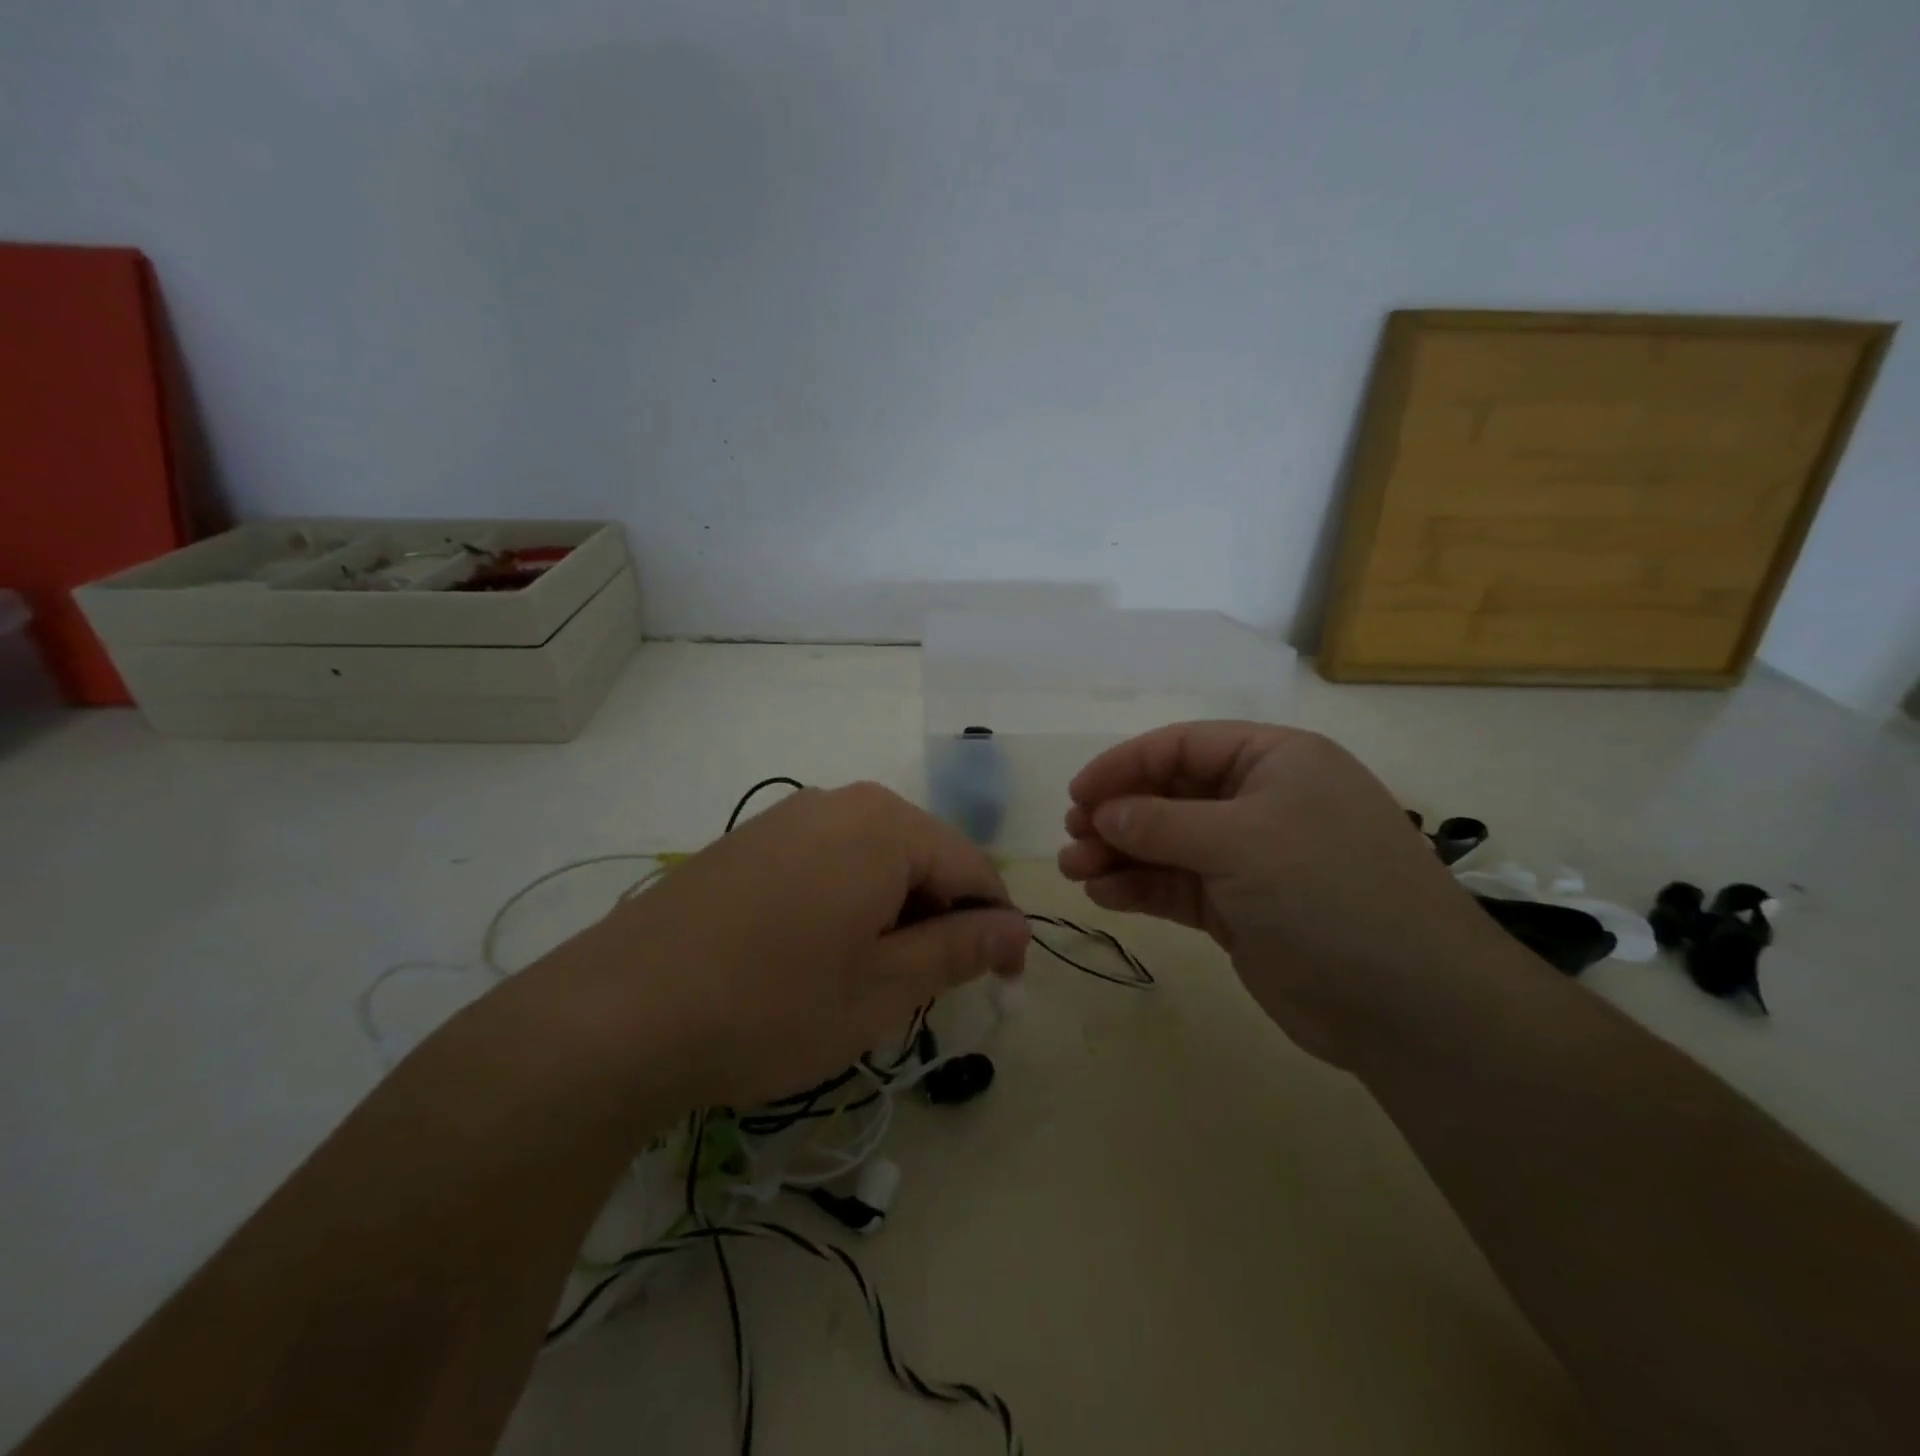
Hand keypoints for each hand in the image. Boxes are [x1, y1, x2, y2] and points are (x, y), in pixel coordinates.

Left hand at [545, 782, 1029, 1110]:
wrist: (617, 1013)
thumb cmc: (772, 1004)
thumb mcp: (883, 987)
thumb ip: (960, 949)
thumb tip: (1015, 928)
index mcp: (887, 825)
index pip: (974, 868)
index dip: (996, 927)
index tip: (1001, 984)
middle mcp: (842, 802)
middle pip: (924, 857)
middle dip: (940, 920)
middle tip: (925, 992)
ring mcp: (789, 816)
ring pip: (875, 860)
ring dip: (893, 914)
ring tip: (869, 979)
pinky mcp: (751, 841)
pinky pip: (828, 862)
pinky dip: (847, 903)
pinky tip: (815, 955)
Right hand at [1058, 721, 1495, 1062]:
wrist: (1408, 1005)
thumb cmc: (1326, 892)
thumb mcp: (1239, 841)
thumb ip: (1160, 823)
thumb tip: (1103, 813)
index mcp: (1276, 761)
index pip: (1183, 746)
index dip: (1125, 765)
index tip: (1078, 794)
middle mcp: (1262, 802)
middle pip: (1171, 795)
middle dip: (1118, 815)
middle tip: (1074, 838)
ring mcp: (1252, 859)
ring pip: (1168, 844)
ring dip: (1120, 854)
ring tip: (1075, 871)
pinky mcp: (1241, 909)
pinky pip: (1178, 886)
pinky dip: (1141, 888)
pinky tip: (1104, 896)